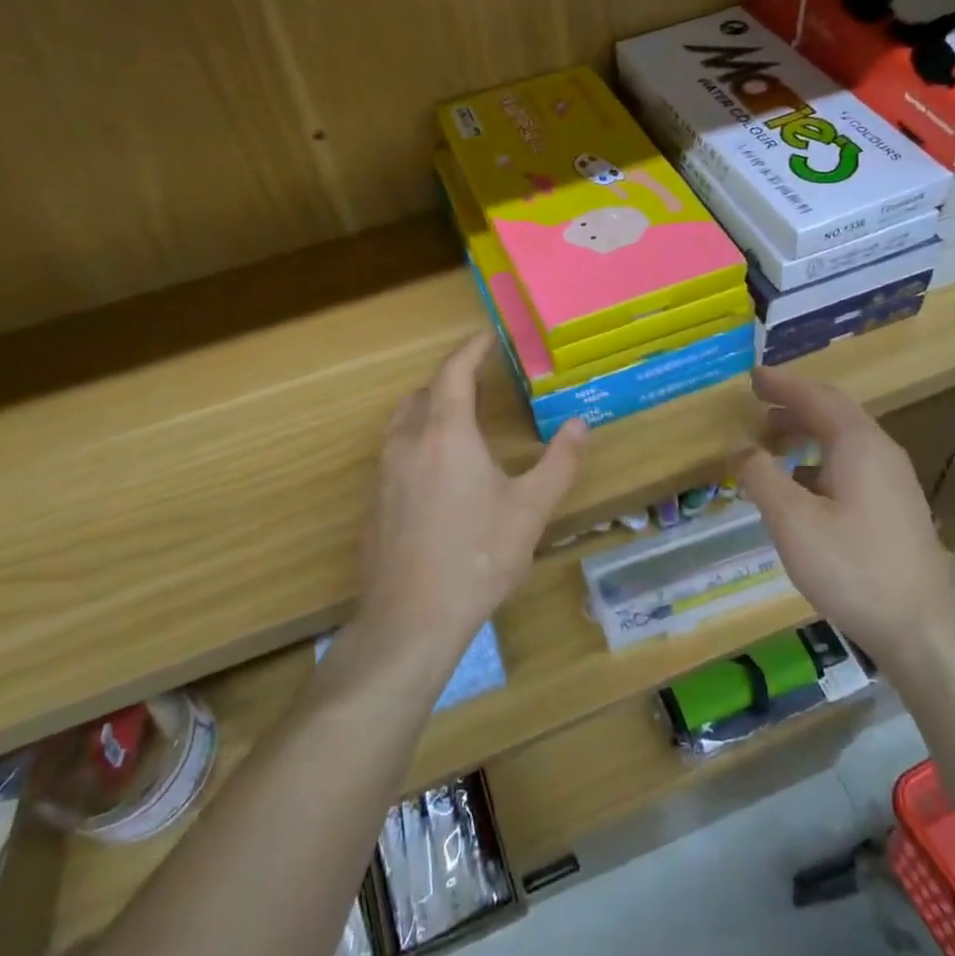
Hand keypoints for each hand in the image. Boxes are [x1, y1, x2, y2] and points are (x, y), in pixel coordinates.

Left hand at [357, 333, 586, 661]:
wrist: (410, 619)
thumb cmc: (476, 557)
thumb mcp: (530, 510)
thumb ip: (559, 463)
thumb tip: (580, 425)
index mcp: (446, 434)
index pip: (454, 372)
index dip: (471, 349)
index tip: (488, 336)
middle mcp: (408, 442)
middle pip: (424, 393)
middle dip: (451, 380)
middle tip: (481, 383)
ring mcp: (384, 473)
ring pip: (404, 422)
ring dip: (430, 409)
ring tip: (461, 422)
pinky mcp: (374, 501)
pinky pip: (395, 453)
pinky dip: (417, 442)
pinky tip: (439, 474)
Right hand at [735, 366, 954, 651]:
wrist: (919, 628)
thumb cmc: (851, 568)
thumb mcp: (792, 522)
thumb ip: (761, 477)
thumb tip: (741, 447)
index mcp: (858, 444)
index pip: (815, 397)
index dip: (781, 384)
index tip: (751, 377)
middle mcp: (881, 451)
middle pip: (834, 412)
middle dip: (793, 404)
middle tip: (757, 405)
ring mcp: (894, 479)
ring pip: (845, 438)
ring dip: (806, 431)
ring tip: (772, 442)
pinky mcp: (897, 505)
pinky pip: (853, 462)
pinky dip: (820, 457)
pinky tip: (802, 483)